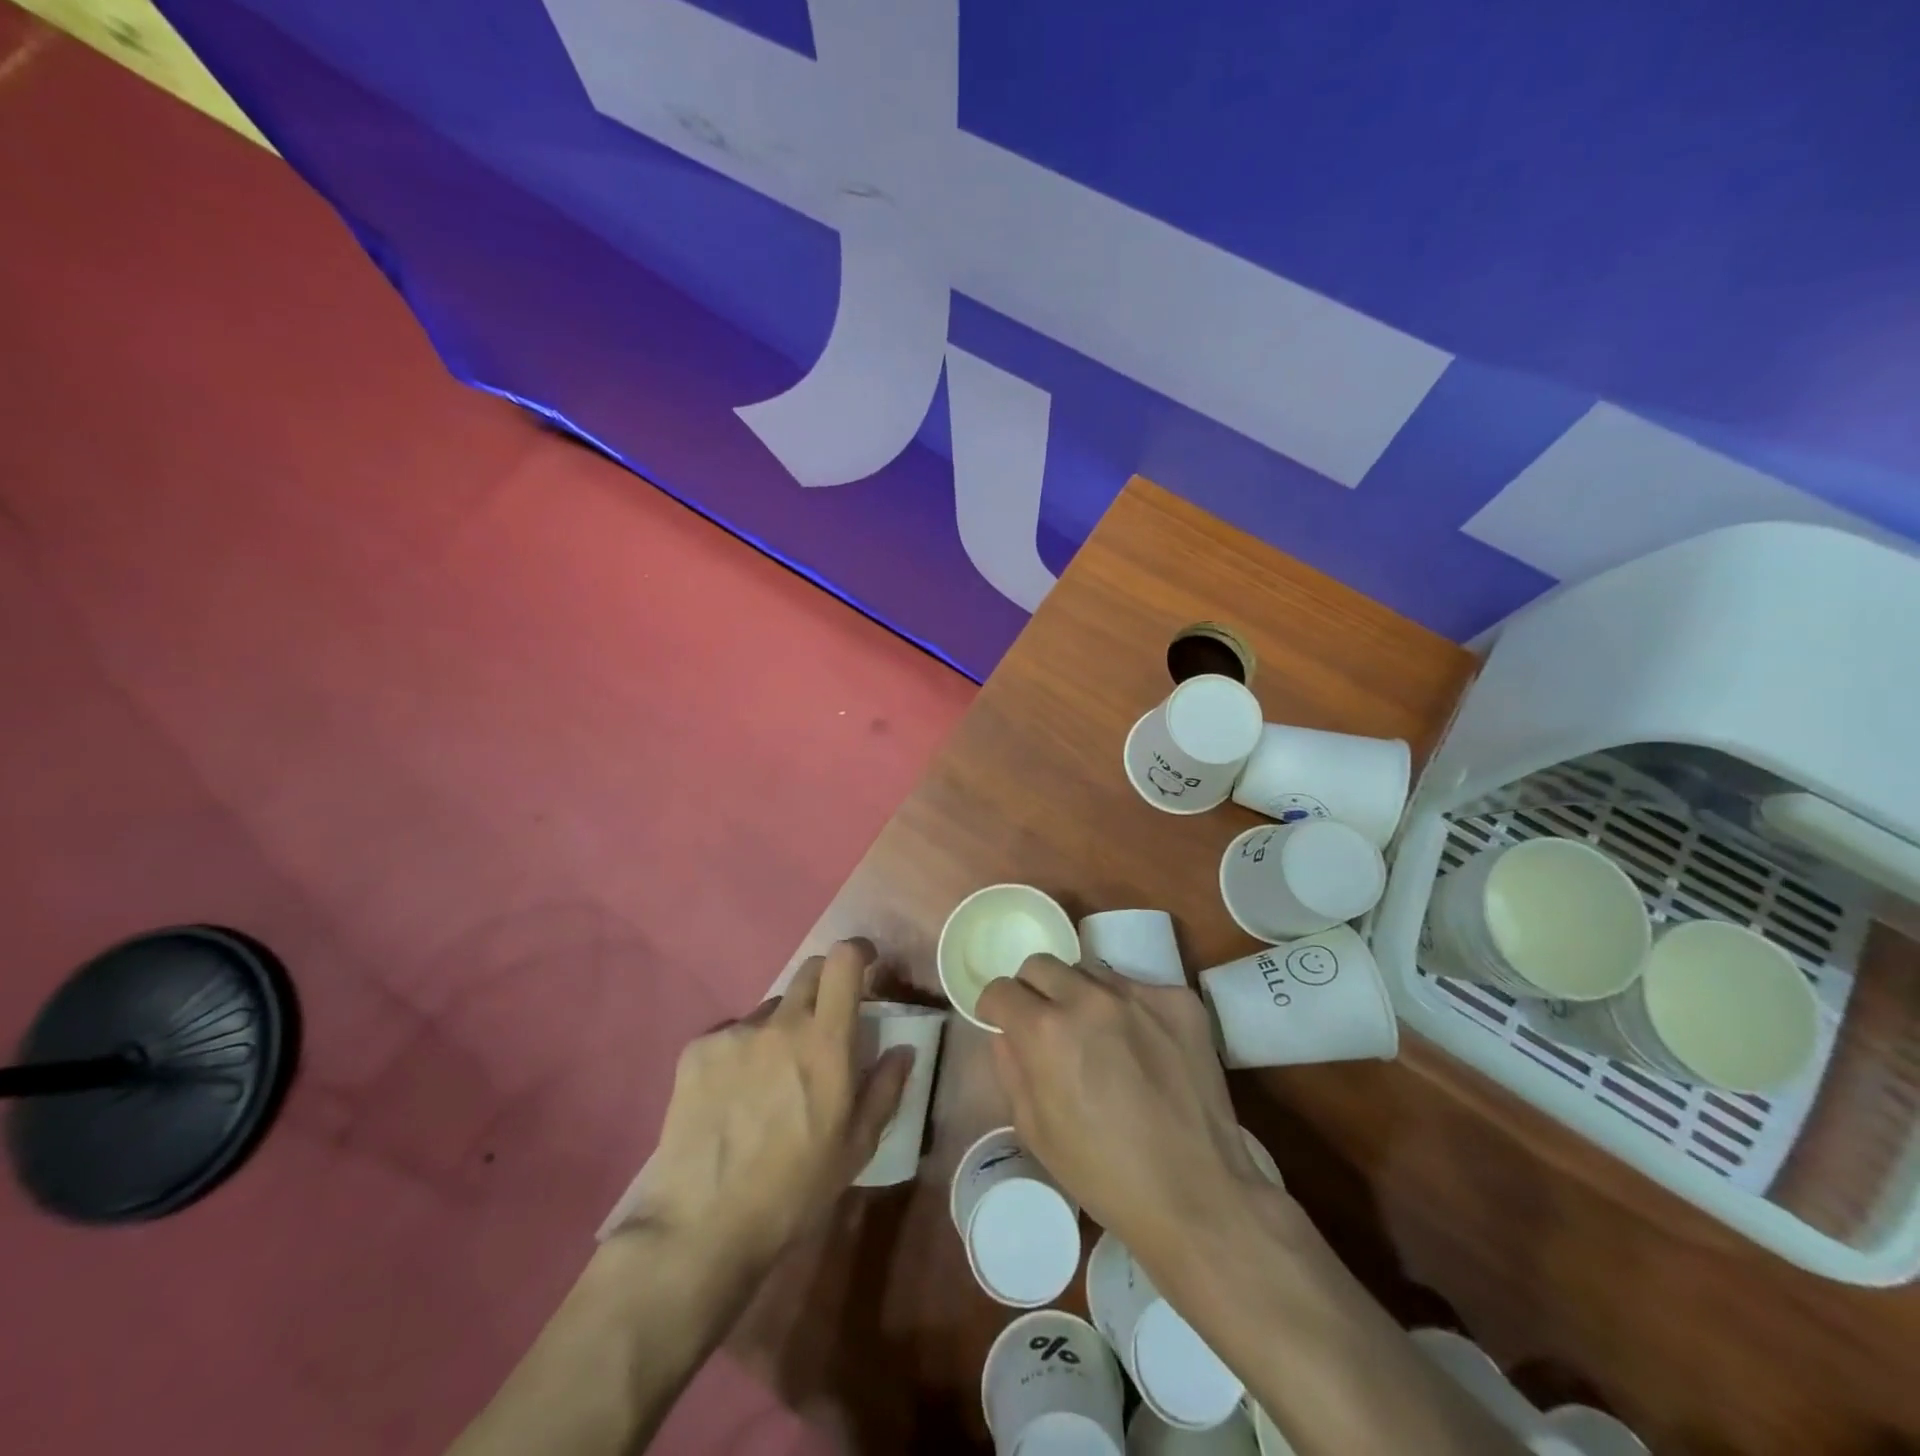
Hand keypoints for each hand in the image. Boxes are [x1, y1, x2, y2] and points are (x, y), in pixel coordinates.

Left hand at [623, 940, 913, 1272]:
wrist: (703, 1225)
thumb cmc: (794, 1189)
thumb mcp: (856, 1147)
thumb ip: (885, 1088)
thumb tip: (903, 1049)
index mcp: (826, 1041)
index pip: (844, 961)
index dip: (859, 951)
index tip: (867, 963)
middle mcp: (781, 1023)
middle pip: (808, 971)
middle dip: (825, 985)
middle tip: (825, 1024)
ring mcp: (735, 1033)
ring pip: (769, 1009)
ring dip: (781, 1027)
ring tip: (772, 1077)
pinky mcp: (697, 1050)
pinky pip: (731, 1035)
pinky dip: (741, 1052)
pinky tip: (732, 1096)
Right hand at [978, 955, 1265, 1264]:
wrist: (1197, 1195)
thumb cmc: (1104, 1174)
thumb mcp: (1035, 1131)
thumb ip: (1011, 1068)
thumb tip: (1007, 1033)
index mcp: (1046, 1031)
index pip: (1001, 989)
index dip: (996, 1008)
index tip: (1003, 1023)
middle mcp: (1089, 998)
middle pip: (1042, 965)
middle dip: (1034, 991)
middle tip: (1047, 1026)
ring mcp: (1139, 994)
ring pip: (1091, 973)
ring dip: (1082, 996)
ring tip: (1100, 1038)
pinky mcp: (1180, 1001)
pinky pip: (1138, 989)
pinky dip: (1130, 1010)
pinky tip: (1144, 1048)